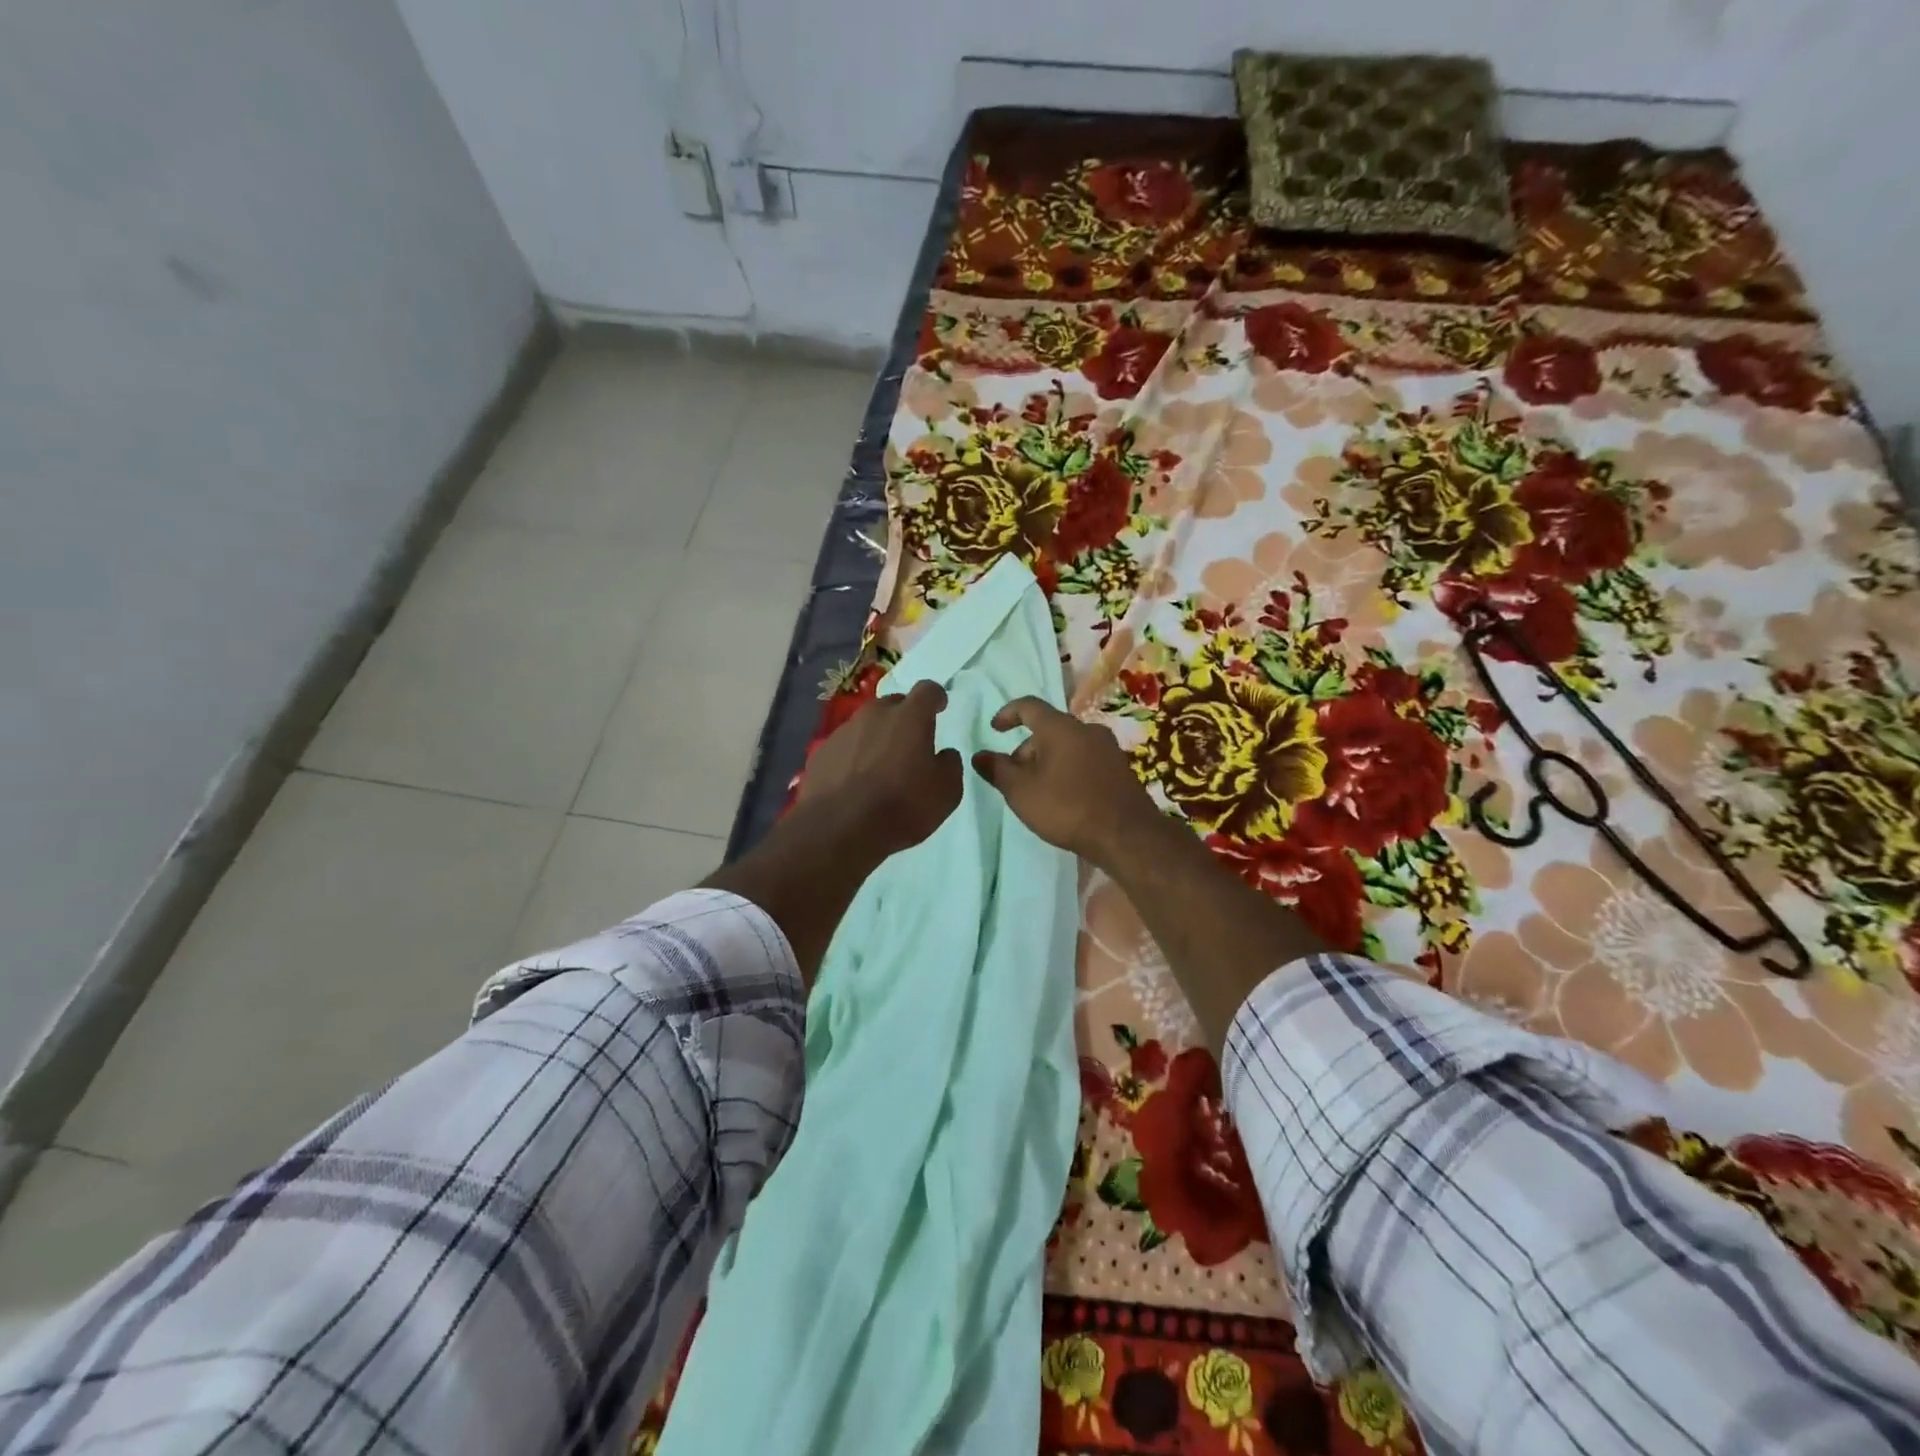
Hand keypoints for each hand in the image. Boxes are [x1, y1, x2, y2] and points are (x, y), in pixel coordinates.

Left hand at [799, 679, 963, 856]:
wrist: (840, 828)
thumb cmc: (902, 806)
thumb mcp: (946, 792)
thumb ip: (949, 765)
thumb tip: (943, 754)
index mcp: (910, 717)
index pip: (927, 691)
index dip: (936, 697)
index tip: (940, 707)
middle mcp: (874, 714)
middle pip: (893, 704)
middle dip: (904, 717)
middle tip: (910, 742)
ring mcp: (843, 731)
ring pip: (866, 725)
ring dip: (876, 737)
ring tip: (879, 766)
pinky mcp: (821, 752)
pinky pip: (844, 747)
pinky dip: (852, 756)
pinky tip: (854, 782)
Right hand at [971, 697, 1161, 864]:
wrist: (1127, 835)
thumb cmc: (1067, 808)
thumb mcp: (1021, 792)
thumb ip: (997, 770)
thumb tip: (979, 755)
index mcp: (1061, 727)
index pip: (1029, 706)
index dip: (1008, 713)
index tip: (995, 729)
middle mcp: (1087, 729)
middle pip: (1049, 729)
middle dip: (1027, 749)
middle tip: (1014, 777)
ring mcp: (1108, 748)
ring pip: (1068, 746)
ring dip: (1048, 761)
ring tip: (1037, 791)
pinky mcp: (1121, 769)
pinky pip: (1085, 760)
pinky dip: (1068, 770)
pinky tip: (1064, 798)